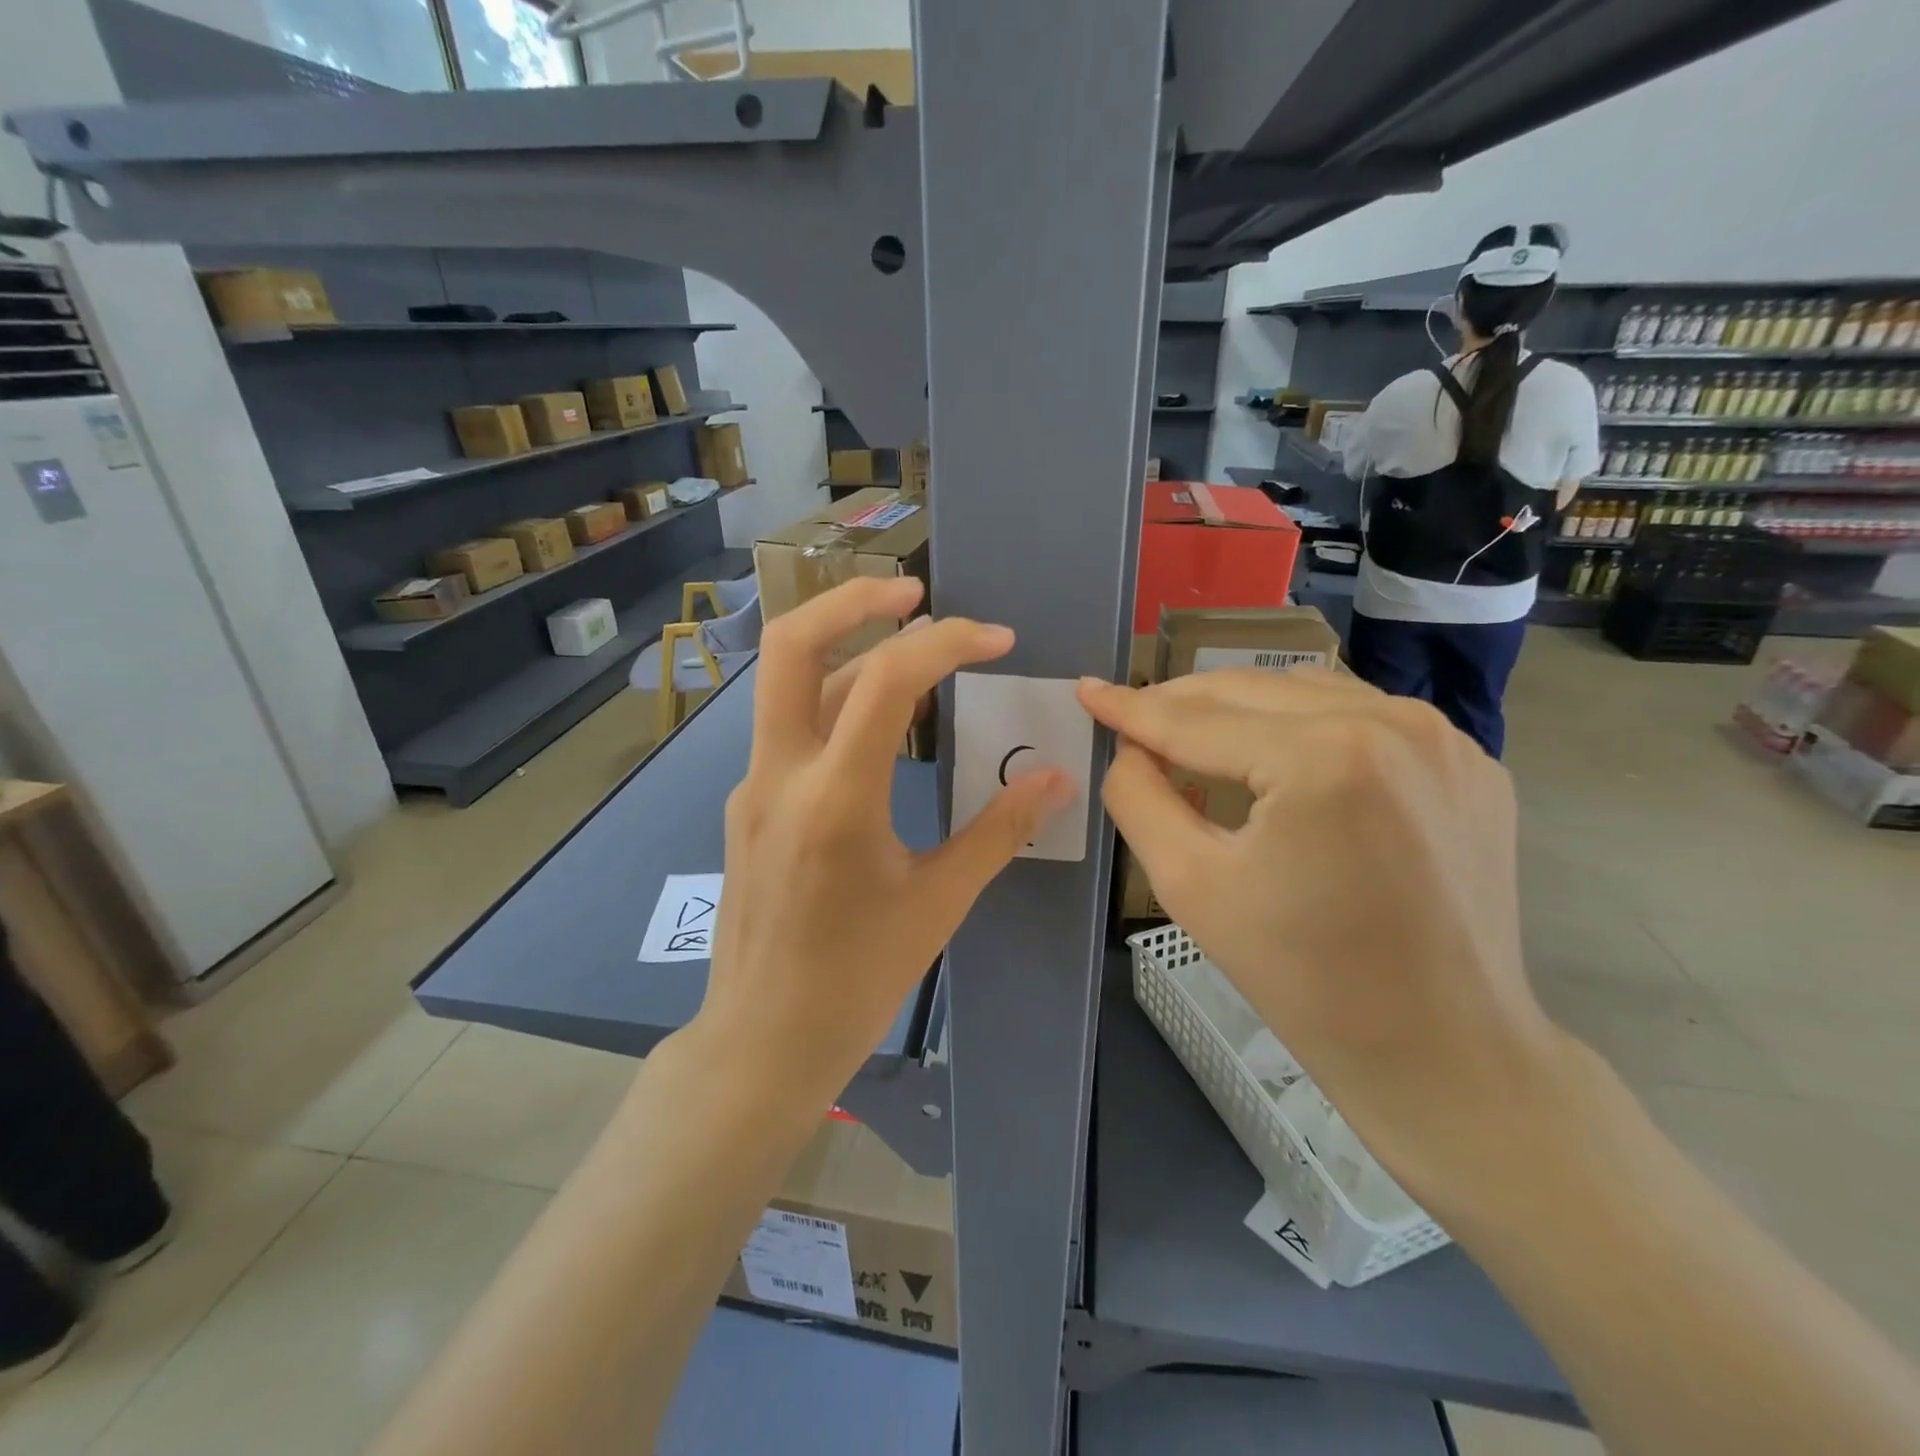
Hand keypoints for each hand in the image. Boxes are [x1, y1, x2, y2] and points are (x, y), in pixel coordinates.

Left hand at [695, 577, 1072, 1102]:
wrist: (761, 1040)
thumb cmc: (857, 981)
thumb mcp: (939, 903)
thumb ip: (998, 830)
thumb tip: (1054, 779)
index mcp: (835, 801)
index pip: (886, 680)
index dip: (948, 642)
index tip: (997, 640)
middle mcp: (779, 775)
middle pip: (792, 644)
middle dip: (854, 600)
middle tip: (915, 592)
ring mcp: (752, 786)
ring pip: (790, 685)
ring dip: (849, 652)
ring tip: (914, 654)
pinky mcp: (747, 803)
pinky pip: (791, 730)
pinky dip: (837, 704)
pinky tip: (879, 730)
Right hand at [1077, 668, 1564, 1186]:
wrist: (1440, 1049)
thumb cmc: (1302, 977)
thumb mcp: (1189, 885)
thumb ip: (1138, 798)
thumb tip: (1129, 749)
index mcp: (1324, 755)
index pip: (1198, 720)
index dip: (1132, 707)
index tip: (1086, 690)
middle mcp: (1392, 721)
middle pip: (1251, 690)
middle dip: (1181, 702)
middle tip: (1131, 720)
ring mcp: (1441, 737)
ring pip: (1306, 690)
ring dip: (1240, 707)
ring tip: (1193, 737)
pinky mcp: (1466, 761)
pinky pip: (1361, 715)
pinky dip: (1303, 723)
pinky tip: (1276, 757)